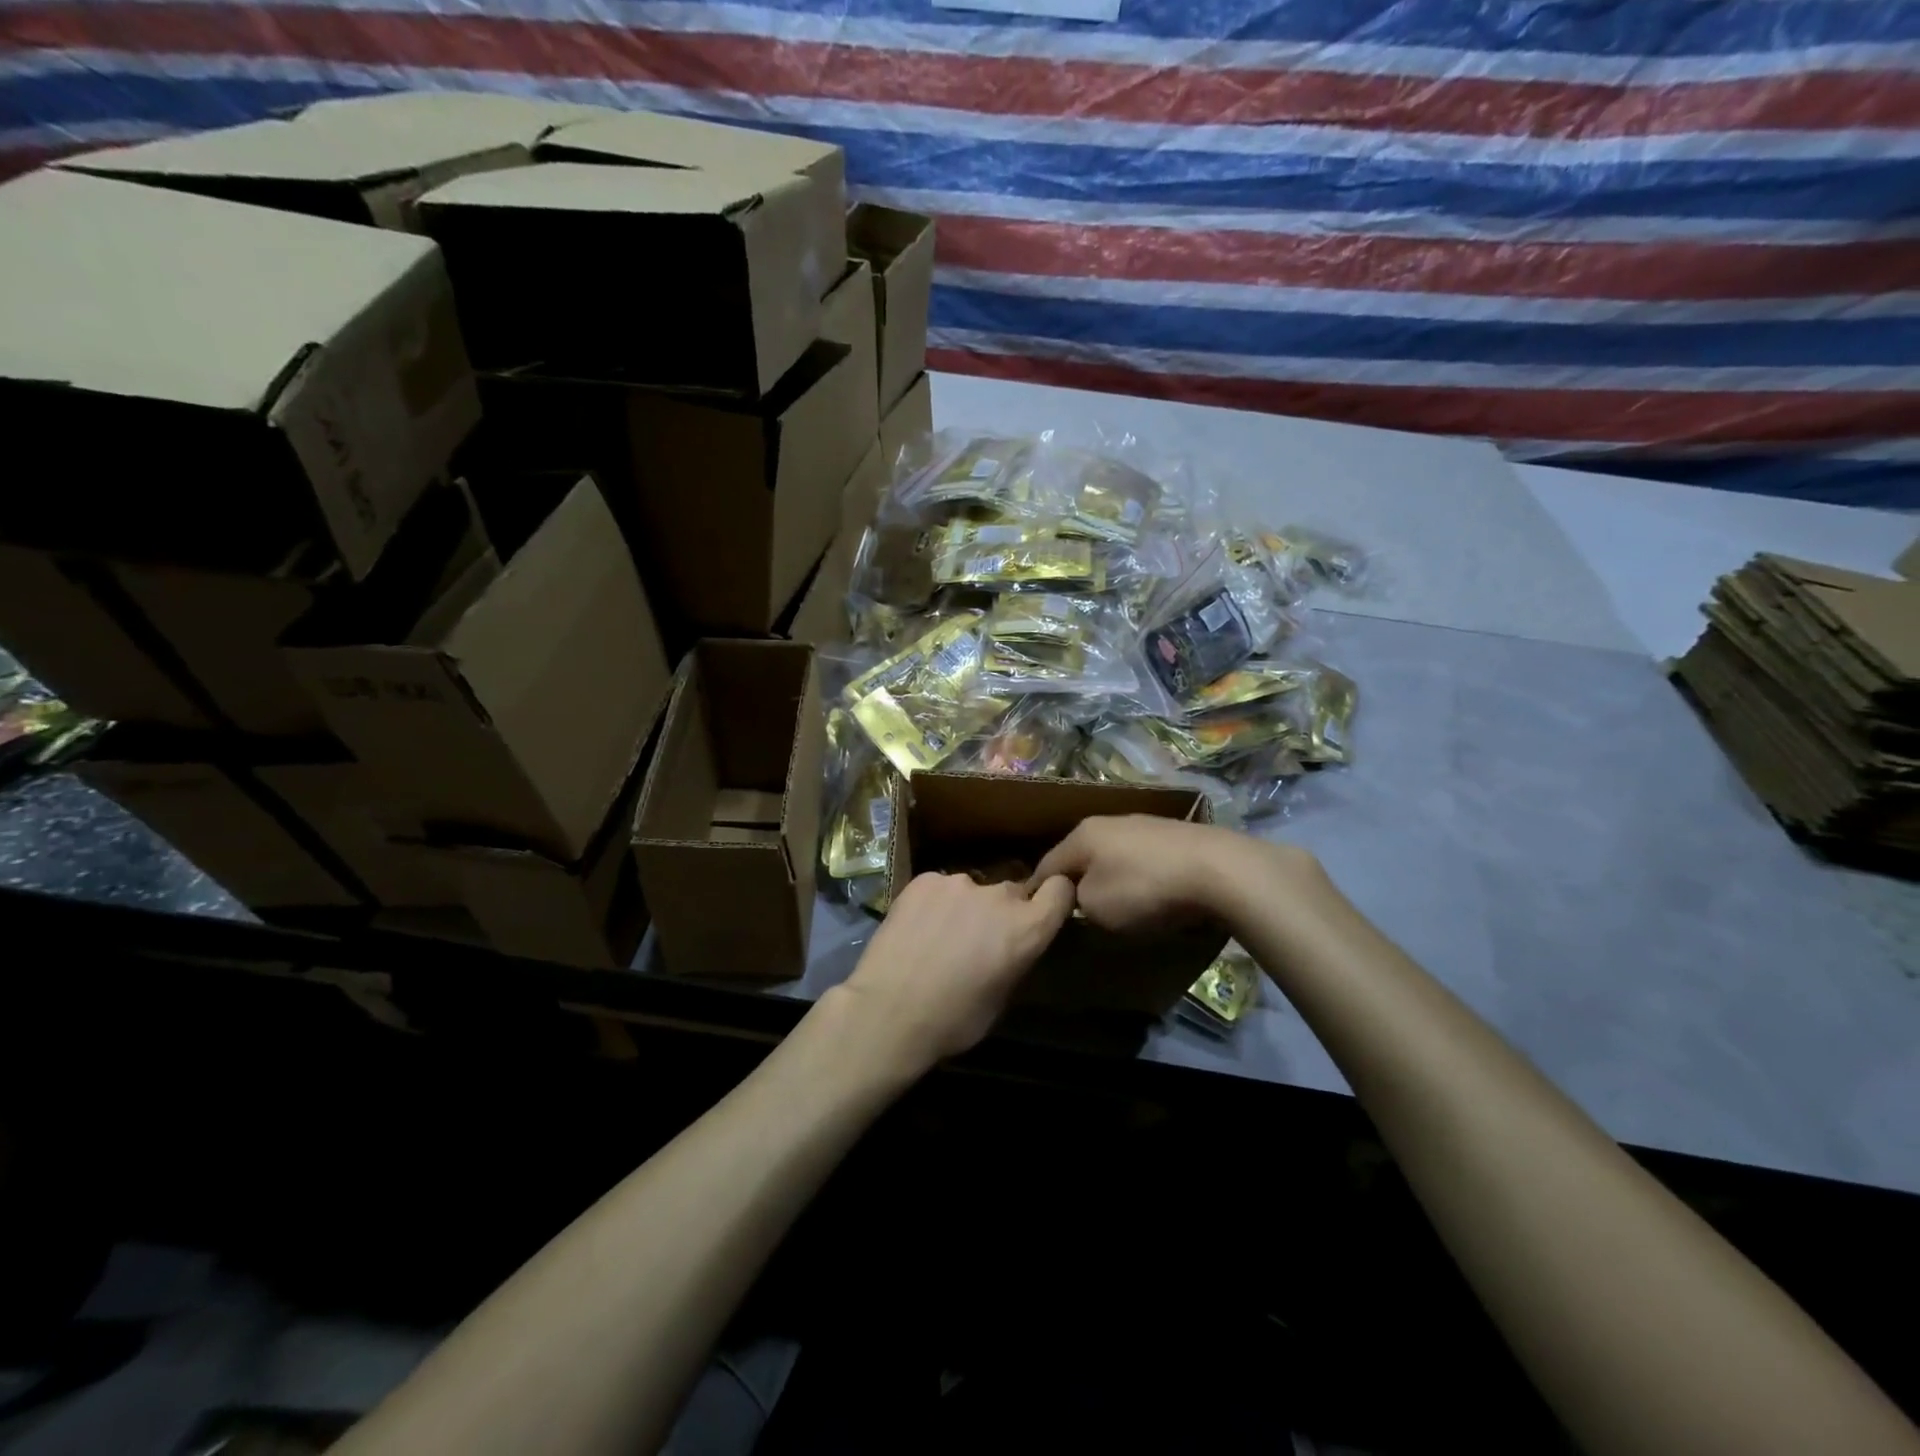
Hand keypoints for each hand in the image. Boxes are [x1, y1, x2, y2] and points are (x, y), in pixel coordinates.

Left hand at [837, 871, 1075, 1069]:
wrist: (888, 1012)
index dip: (1054, 898)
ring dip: (966, 907)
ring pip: (973, 890)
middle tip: (978, 939)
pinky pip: (939, 888)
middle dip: (1002, 912)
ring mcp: (959, 882)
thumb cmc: (953, 1021)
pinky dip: (934, 903)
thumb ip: (1017, 957)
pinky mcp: (924, 879)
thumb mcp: (1002, 998)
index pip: (1060, 890)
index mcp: (1027, 928)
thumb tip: (1013, 945)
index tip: (1042, 911)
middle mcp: (999, 896)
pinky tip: (916, 928)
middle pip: (1013, 892)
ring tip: (939, 937)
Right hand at [1031, 815, 1308, 933]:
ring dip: (1110, 878)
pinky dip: (1139, 876)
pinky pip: (1142, 859)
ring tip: (1116, 905)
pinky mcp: (1174, 835)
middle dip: (1076, 882)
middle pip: (1080, 857)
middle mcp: (1107, 822)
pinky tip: (1151, 894)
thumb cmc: (1144, 889)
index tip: (1037, 915)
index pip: (1045, 866)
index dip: (1038, 893)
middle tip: (1076, 912)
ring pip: (1112, 856)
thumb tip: (1079, 898)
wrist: (1218, 870)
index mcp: (1081, 835)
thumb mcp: (1096, 908)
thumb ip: (1076, 903)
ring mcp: (1143, 825)